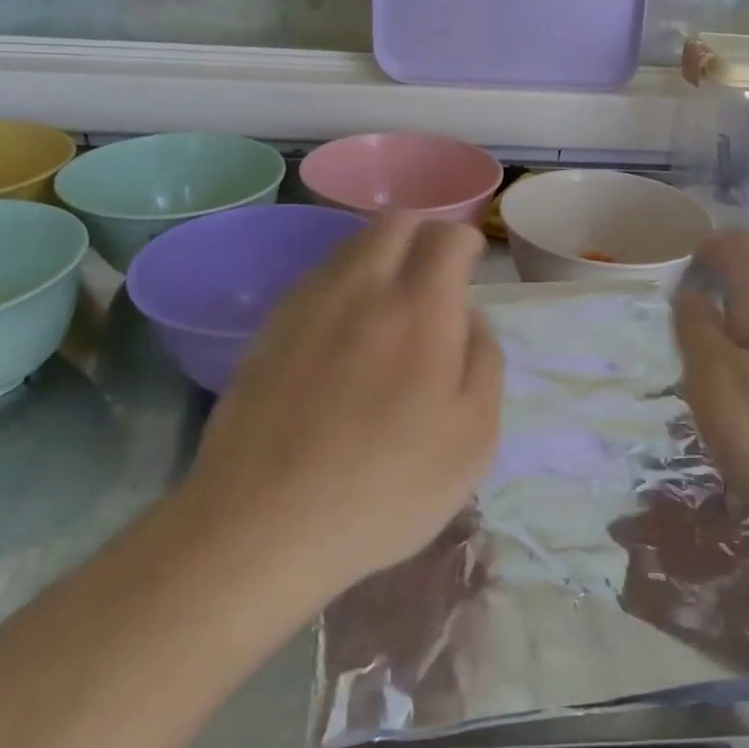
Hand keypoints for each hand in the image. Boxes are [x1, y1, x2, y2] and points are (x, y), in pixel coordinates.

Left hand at [185, 214, 504, 588]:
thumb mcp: (474, 437)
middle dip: (423, 233)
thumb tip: (472, 318)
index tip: (471, 264)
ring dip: (381, 254)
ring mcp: (307, 304)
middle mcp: (362, 287)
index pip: (446, 237)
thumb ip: (485, 362)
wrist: (263, 524)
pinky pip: (316, 279)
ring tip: (392, 299)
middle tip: (436, 272)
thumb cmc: (388, 486)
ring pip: (351, 246)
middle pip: (394, 223)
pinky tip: (345, 328)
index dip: (465, 242)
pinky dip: (343, 282)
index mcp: (420, 308)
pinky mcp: (269, 330)